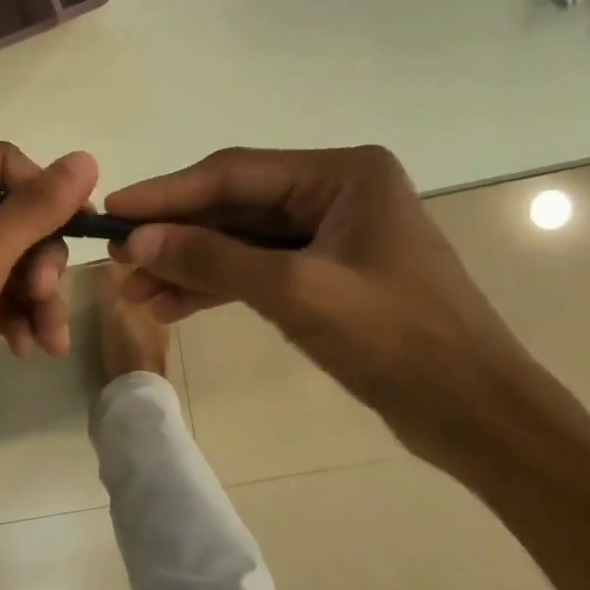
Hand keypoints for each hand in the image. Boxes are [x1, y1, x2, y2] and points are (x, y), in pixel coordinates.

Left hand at [0, 143, 99, 445]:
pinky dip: (16, 318)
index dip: (44, 189)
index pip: (5, 164)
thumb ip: (34, 211)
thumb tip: (85, 158)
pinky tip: (26, 348)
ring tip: (50, 340)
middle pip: (13, 218)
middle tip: (46, 294)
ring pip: (9, 264)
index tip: (79, 225)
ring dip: (38, 297)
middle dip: (42, 258)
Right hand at [104, 146, 539, 456]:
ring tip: (133, 290)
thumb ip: (212, 259)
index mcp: (342, 174)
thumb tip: (135, 240)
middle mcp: (334, 192)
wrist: (476, 416)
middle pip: (233, 205)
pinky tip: (170, 305)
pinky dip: (215, 285)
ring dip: (187, 264)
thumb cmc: (399, 341)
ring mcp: (329, 235)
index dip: (168, 193)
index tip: (113, 209)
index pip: (235, 173)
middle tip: (115, 255)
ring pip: (239, 240)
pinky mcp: (324, 274)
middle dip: (174, 234)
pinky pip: (256, 269)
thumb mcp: (296, 292)